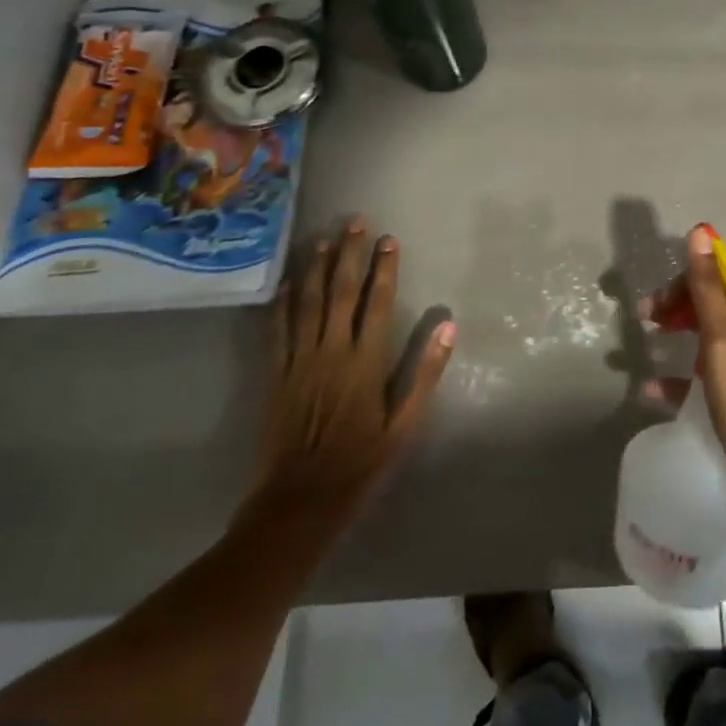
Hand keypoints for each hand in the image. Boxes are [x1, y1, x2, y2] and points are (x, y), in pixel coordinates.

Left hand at [246, 218, 455, 526]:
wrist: (299, 503)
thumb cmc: (360, 464)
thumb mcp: (404, 425)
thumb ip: (425, 372)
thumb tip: (449, 325)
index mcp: (364, 361)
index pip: (377, 302)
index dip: (385, 268)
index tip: (390, 240)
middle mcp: (331, 351)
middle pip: (341, 292)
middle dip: (350, 254)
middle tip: (356, 221)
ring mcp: (300, 361)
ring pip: (309, 302)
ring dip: (317, 268)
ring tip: (324, 238)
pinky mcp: (276, 376)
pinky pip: (279, 331)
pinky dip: (283, 304)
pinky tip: (287, 283)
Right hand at [642, 225, 725, 515]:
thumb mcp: (724, 345)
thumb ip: (708, 290)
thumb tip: (700, 232)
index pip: (722, 274)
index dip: (686, 280)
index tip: (655, 303)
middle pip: (716, 300)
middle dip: (678, 304)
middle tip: (645, 319)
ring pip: (712, 333)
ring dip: (678, 331)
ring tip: (647, 343)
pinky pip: (712, 369)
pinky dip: (684, 372)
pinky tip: (653, 389)